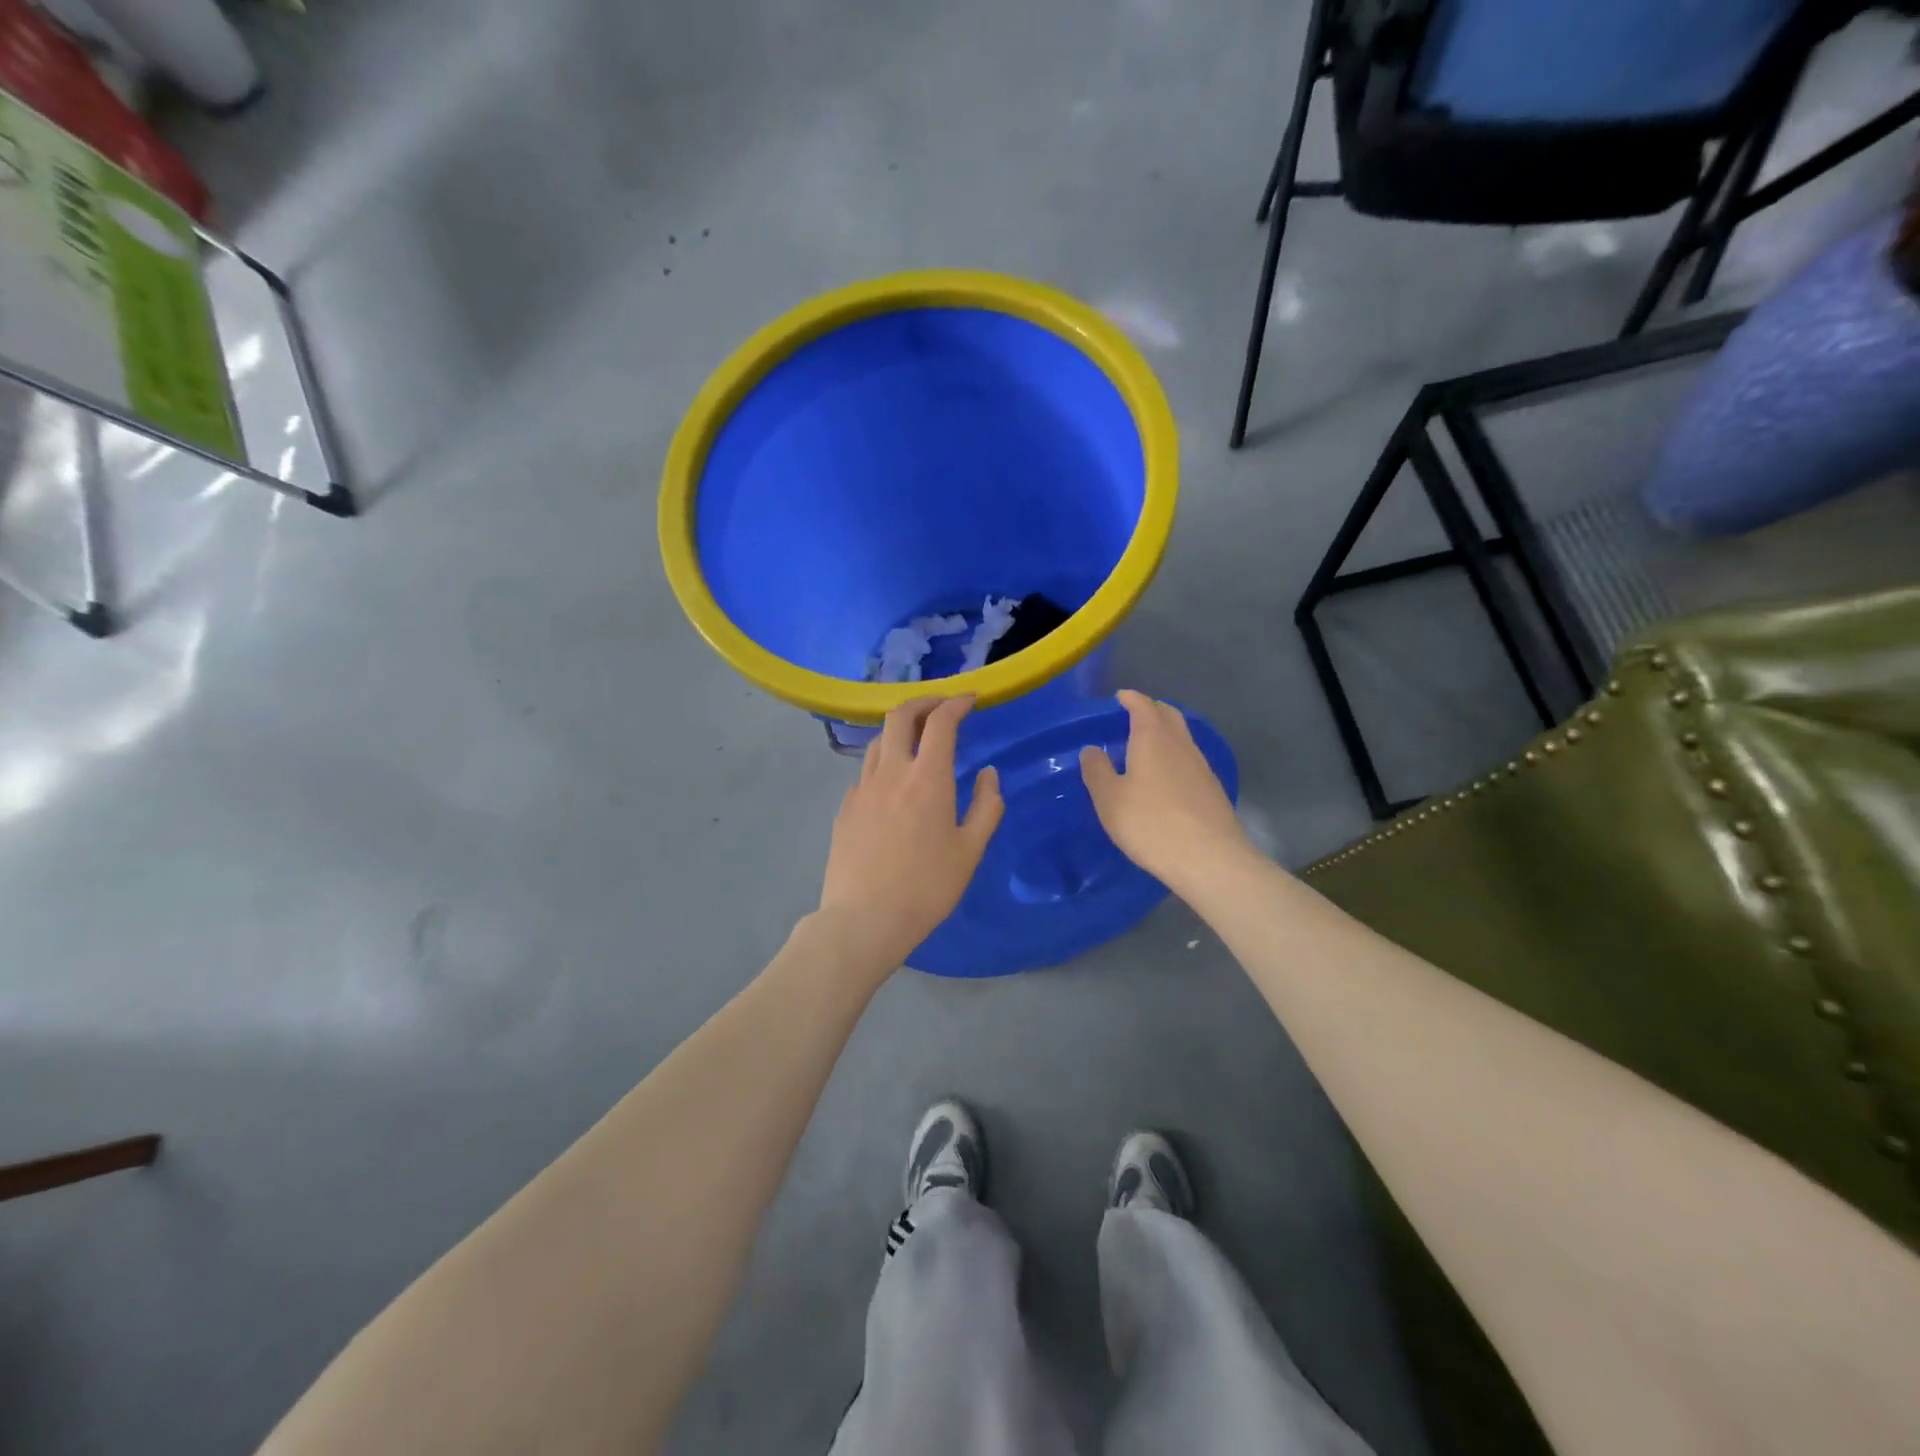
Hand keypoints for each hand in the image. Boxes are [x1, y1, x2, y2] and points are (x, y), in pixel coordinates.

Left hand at [817, 697, 1003, 973]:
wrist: (863, 920)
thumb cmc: (926, 888)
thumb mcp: (970, 851)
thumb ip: (986, 806)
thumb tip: (988, 774)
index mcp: (927, 778)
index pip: (941, 721)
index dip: (957, 702)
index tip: (971, 699)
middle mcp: (891, 772)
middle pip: (900, 715)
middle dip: (924, 702)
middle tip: (942, 708)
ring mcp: (862, 788)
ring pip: (878, 741)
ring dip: (901, 731)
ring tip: (918, 743)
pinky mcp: (845, 808)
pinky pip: (866, 772)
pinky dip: (884, 763)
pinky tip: (893, 787)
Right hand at [1080, 689, 1250, 890]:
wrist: (1210, 859)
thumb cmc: (1151, 824)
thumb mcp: (1109, 800)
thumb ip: (1097, 771)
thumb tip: (1091, 749)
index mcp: (1153, 739)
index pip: (1143, 706)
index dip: (1131, 699)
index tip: (1120, 697)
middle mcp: (1180, 745)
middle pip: (1169, 715)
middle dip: (1151, 710)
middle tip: (1134, 715)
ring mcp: (1201, 767)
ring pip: (1182, 737)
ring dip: (1165, 733)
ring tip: (1146, 745)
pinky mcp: (1212, 790)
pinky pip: (1189, 759)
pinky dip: (1175, 755)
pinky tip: (1166, 776)